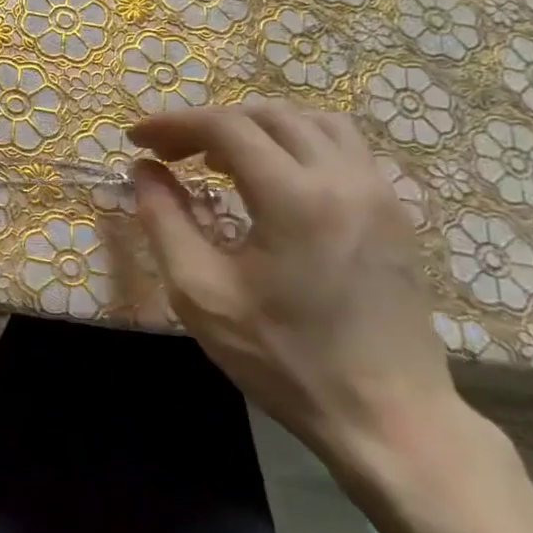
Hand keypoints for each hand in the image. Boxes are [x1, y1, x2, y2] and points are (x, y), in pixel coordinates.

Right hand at [128, 98, 455, 474]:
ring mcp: (379, 193)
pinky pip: (344, 148)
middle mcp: (344, 179)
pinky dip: (298, 144)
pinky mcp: (396, 213)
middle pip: (268, 115)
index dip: (172, 124)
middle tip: (171, 152)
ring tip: (221, 159)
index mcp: (294, 197)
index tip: (136, 138)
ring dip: (258, 127)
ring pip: (313, 122)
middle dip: (209, 123)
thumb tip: (144, 170)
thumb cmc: (283, 358)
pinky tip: (274, 180)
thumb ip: (164, 220)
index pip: (225, 127)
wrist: (388, 417)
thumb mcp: (200, 293)